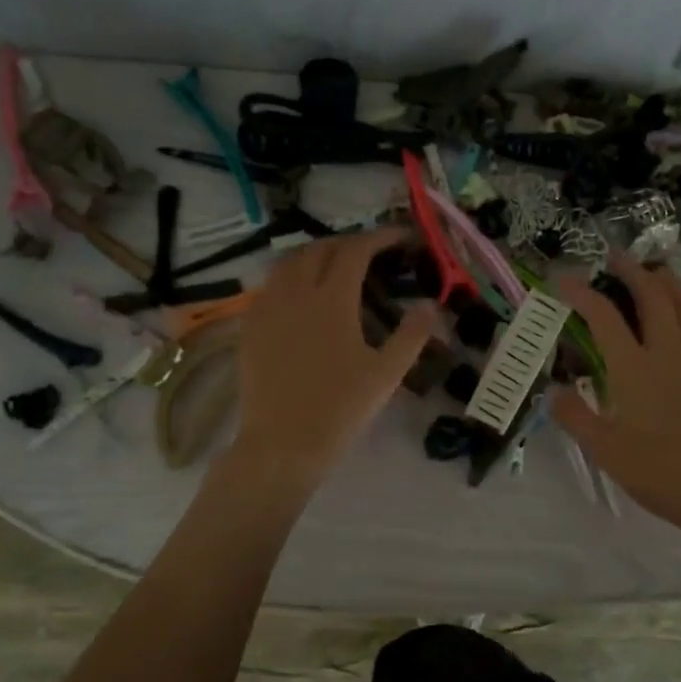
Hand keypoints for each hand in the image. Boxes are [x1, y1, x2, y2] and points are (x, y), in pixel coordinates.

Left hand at [229, 228, 440, 492]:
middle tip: (372, 252)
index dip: (380, 237)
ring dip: (316, 254)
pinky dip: (291, 276)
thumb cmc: (340, 409)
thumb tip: (430, 305)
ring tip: (336, 266)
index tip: (401, 237)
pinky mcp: (250, 326)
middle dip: (348, 242)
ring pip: (289, 262)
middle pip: (320, 249)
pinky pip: (270, 285)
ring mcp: (267, 308)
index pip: (356, 251)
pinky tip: (302, 295)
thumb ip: (412, 335)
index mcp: (331, 299)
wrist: (282, 444)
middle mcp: (295, 292)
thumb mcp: (386, 374)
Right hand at [551, 255, 680, 535]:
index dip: (581, 294)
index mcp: (634, 369)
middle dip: (633, 272)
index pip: (604, 318)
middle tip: (616, 258)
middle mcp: (668, 355)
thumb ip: (575, 416)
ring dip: (672, 285)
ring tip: (657, 275)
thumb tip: (554, 392)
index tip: (562, 280)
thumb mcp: (603, 449)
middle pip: (654, 298)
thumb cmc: (657, 472)